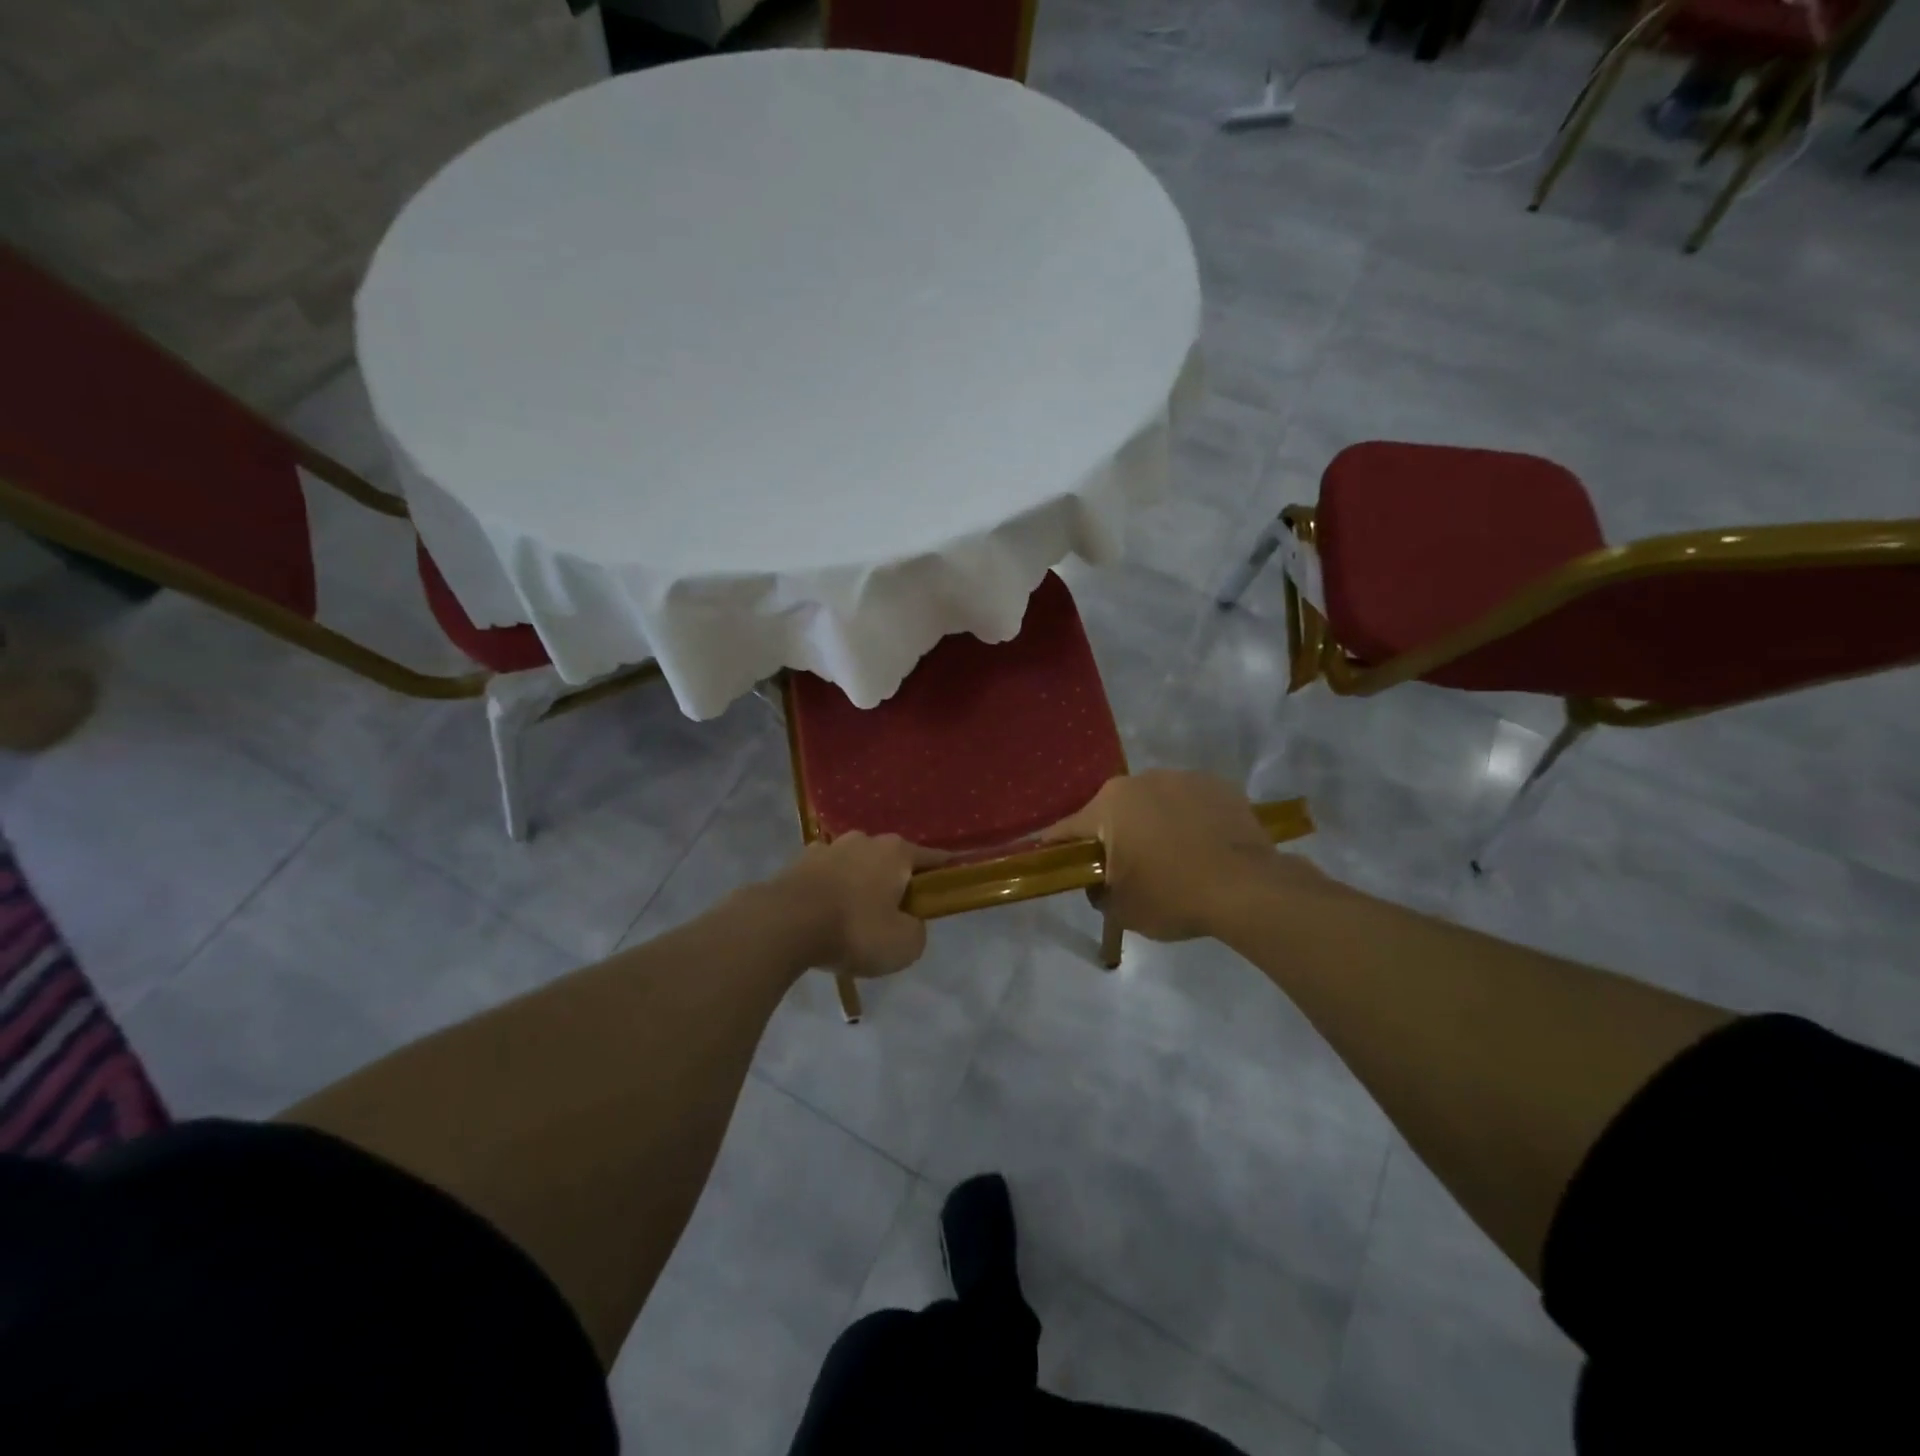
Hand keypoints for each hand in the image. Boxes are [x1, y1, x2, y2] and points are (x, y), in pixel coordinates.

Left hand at [773, 834, 944, 977]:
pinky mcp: (798, 861)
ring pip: (855, 865)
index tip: (951, 880)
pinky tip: (824, 913)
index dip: (944, 871)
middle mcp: (865, 840)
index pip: (932, 858)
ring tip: (854, 916)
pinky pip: (825, 876)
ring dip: (859, 883)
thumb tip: (908, 922)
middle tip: (894, 913)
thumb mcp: (904, 944)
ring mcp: (828, 847)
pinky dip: (830, 890)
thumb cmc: (855, 930)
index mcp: (897, 852)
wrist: (785, 924)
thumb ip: (916, 930)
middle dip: (895, 881)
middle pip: (890, 860)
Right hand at [1045, 770, 1294, 941]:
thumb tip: (1099, 884)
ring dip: (1153, 824)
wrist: (1248, 889)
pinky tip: (1202, 847)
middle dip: (1114, 836)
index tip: (1054, 860)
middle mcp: (1141, 780)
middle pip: (1114, 811)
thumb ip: (1099, 892)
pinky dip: (1189, 820)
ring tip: (1172, 857)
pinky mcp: (1219, 785)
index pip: (1069, 828)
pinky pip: (1191, 803)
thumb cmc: (1172, 896)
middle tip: (1126, 869)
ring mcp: (1182, 778)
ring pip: (1154, 803)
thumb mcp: (1121, 909)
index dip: (1058, 848)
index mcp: (1109, 805)